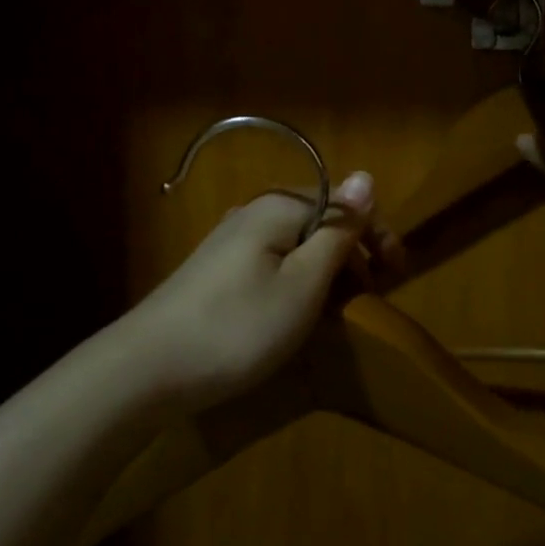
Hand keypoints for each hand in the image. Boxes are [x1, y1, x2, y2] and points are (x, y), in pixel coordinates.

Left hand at [125, 171, 401, 412]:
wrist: (146, 370)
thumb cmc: (238, 327)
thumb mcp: (304, 284)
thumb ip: (338, 230)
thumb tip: (366, 175)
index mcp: (278, 208)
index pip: (344, 204)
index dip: (377, 235)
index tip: (398, 276)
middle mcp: (254, 214)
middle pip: (320, 222)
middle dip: (354, 255)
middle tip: (372, 299)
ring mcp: (231, 242)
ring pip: (298, 246)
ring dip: (328, 272)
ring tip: (342, 311)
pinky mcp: (217, 271)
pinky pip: (274, 263)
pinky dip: (299, 283)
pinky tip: (299, 314)